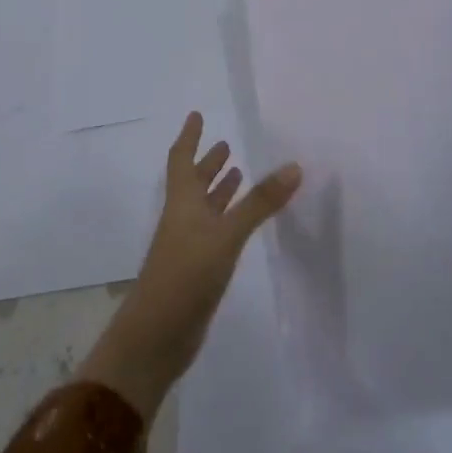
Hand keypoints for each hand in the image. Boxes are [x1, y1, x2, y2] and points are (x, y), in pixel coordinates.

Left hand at [76, 112, 301, 419]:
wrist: (157, 336)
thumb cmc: (186, 274)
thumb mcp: (226, 234)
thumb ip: (259, 203)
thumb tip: (294, 166)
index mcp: (182, 202)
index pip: (182, 160)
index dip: (189, 137)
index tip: (197, 115)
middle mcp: (183, 218)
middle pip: (193, 182)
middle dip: (208, 163)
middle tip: (225, 145)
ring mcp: (188, 246)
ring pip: (205, 208)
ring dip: (219, 191)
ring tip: (238, 175)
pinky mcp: (197, 270)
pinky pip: (215, 233)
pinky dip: (228, 219)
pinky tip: (242, 224)